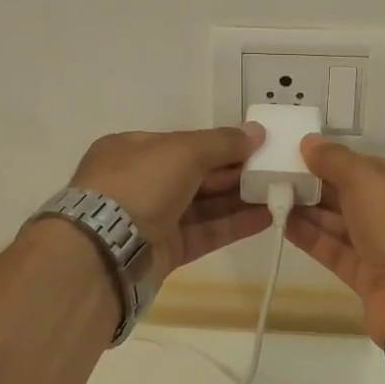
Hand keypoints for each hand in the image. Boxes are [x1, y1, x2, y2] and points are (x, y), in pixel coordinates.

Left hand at [68, 124, 269, 282]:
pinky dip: (233, 225)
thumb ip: (223, 142)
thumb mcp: (183, 150)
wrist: (105, 250)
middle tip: (276, 170)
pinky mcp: (165, 251)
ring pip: (203, 205)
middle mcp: (141, 183)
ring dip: (239, 199)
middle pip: (196, 174)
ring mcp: (152, 219)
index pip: (184, 143)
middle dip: (235, 172)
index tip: (256, 146)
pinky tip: (265, 218)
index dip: (221, 144)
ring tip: (279, 193)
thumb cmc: (140, 184)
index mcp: (133, 150)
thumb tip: (257, 131)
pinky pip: (205, 233)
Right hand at [283, 135, 384, 343]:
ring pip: (345, 224)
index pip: (373, 166)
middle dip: (319, 186)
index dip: (338, 160)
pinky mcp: (372, 279)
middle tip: (280, 175)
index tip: (302, 155)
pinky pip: (338, 251)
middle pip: (357, 195)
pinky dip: (312, 237)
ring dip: (311, 211)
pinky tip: (282, 223)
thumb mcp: (368, 179)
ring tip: (273, 196)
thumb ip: (335, 159)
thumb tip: (309, 142)